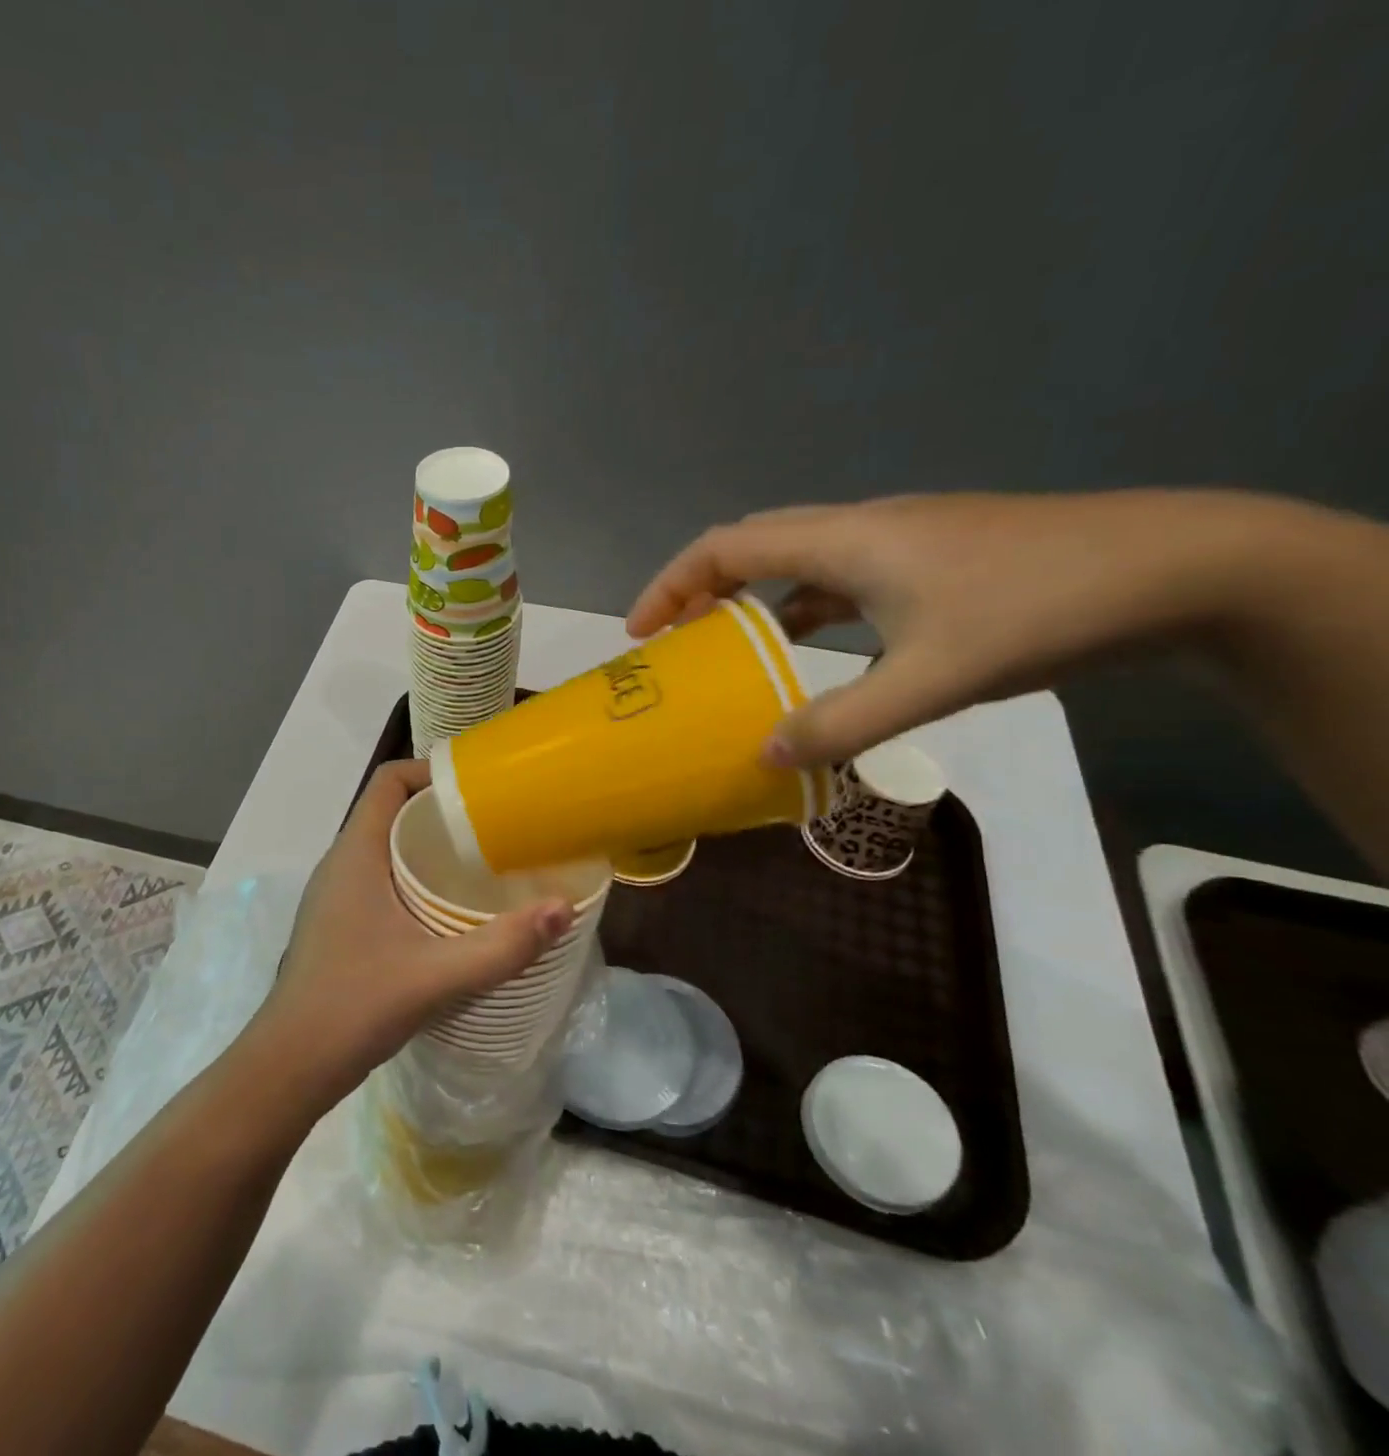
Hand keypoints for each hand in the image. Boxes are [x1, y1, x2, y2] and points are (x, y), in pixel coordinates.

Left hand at [249, 760, 571, 1108]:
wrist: (290, 1066)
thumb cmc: (355, 1005)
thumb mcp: (438, 975)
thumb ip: (503, 945)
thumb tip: (564, 908)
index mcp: (355, 853)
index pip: (388, 781)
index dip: (430, 771)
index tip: (478, 788)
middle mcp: (340, 863)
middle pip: (392, 811)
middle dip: (442, 812)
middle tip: (495, 828)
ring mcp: (335, 895)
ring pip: (386, 848)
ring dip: (429, 849)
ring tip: (481, 866)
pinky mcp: (339, 923)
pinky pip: (381, 880)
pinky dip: (415, 880)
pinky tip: (449, 913)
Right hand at [627, 490, 1283, 767]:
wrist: (1177, 568)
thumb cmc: (1038, 611)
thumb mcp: (930, 680)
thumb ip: (841, 723)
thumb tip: (764, 755)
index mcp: (844, 540)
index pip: (726, 546)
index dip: (671, 585)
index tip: (642, 634)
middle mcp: (859, 528)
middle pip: (752, 546)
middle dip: (700, 591)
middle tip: (673, 643)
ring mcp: (897, 541)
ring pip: (796, 563)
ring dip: (751, 601)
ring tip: (728, 650)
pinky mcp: (928, 560)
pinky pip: (837, 579)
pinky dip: (802, 610)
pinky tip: (812, 651)